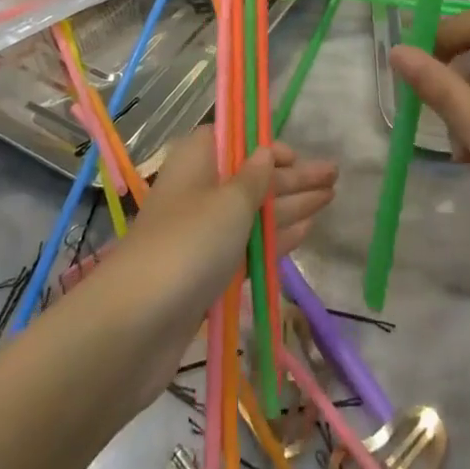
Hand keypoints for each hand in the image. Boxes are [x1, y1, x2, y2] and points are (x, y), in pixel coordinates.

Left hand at [66, 127, 336, 407]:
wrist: (134, 326)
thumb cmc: (187, 245)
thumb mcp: (229, 203)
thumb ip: (254, 178)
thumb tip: (266, 152)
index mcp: (198, 161)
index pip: (236, 141)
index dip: (268, 147)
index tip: (299, 156)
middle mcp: (199, 192)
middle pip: (252, 178)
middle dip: (293, 177)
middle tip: (335, 176)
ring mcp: (203, 235)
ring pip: (254, 214)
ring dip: (291, 206)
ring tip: (329, 199)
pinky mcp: (208, 274)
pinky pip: (250, 246)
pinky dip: (277, 238)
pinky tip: (306, 232)